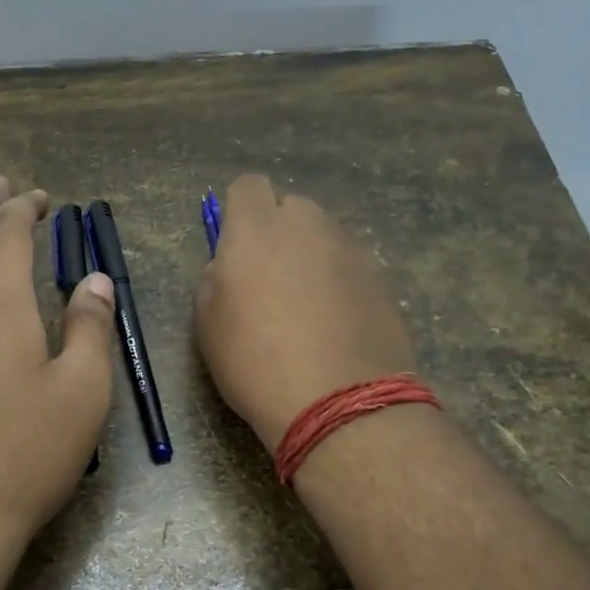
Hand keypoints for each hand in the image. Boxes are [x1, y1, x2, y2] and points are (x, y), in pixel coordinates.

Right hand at [194, 175, 415, 448]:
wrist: (337, 403)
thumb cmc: (255, 363)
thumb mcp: (207, 324)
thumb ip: (215, 278)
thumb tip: (230, 266)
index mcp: (256, 229)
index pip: (248, 186)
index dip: (239, 212)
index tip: (235, 248)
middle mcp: (308, 226)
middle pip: (292, 208)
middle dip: (280, 233)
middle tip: (271, 282)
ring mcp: (351, 250)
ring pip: (325, 237)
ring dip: (312, 258)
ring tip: (308, 310)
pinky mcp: (382, 278)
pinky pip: (351, 267)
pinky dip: (340, 284)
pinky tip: (337, 326)